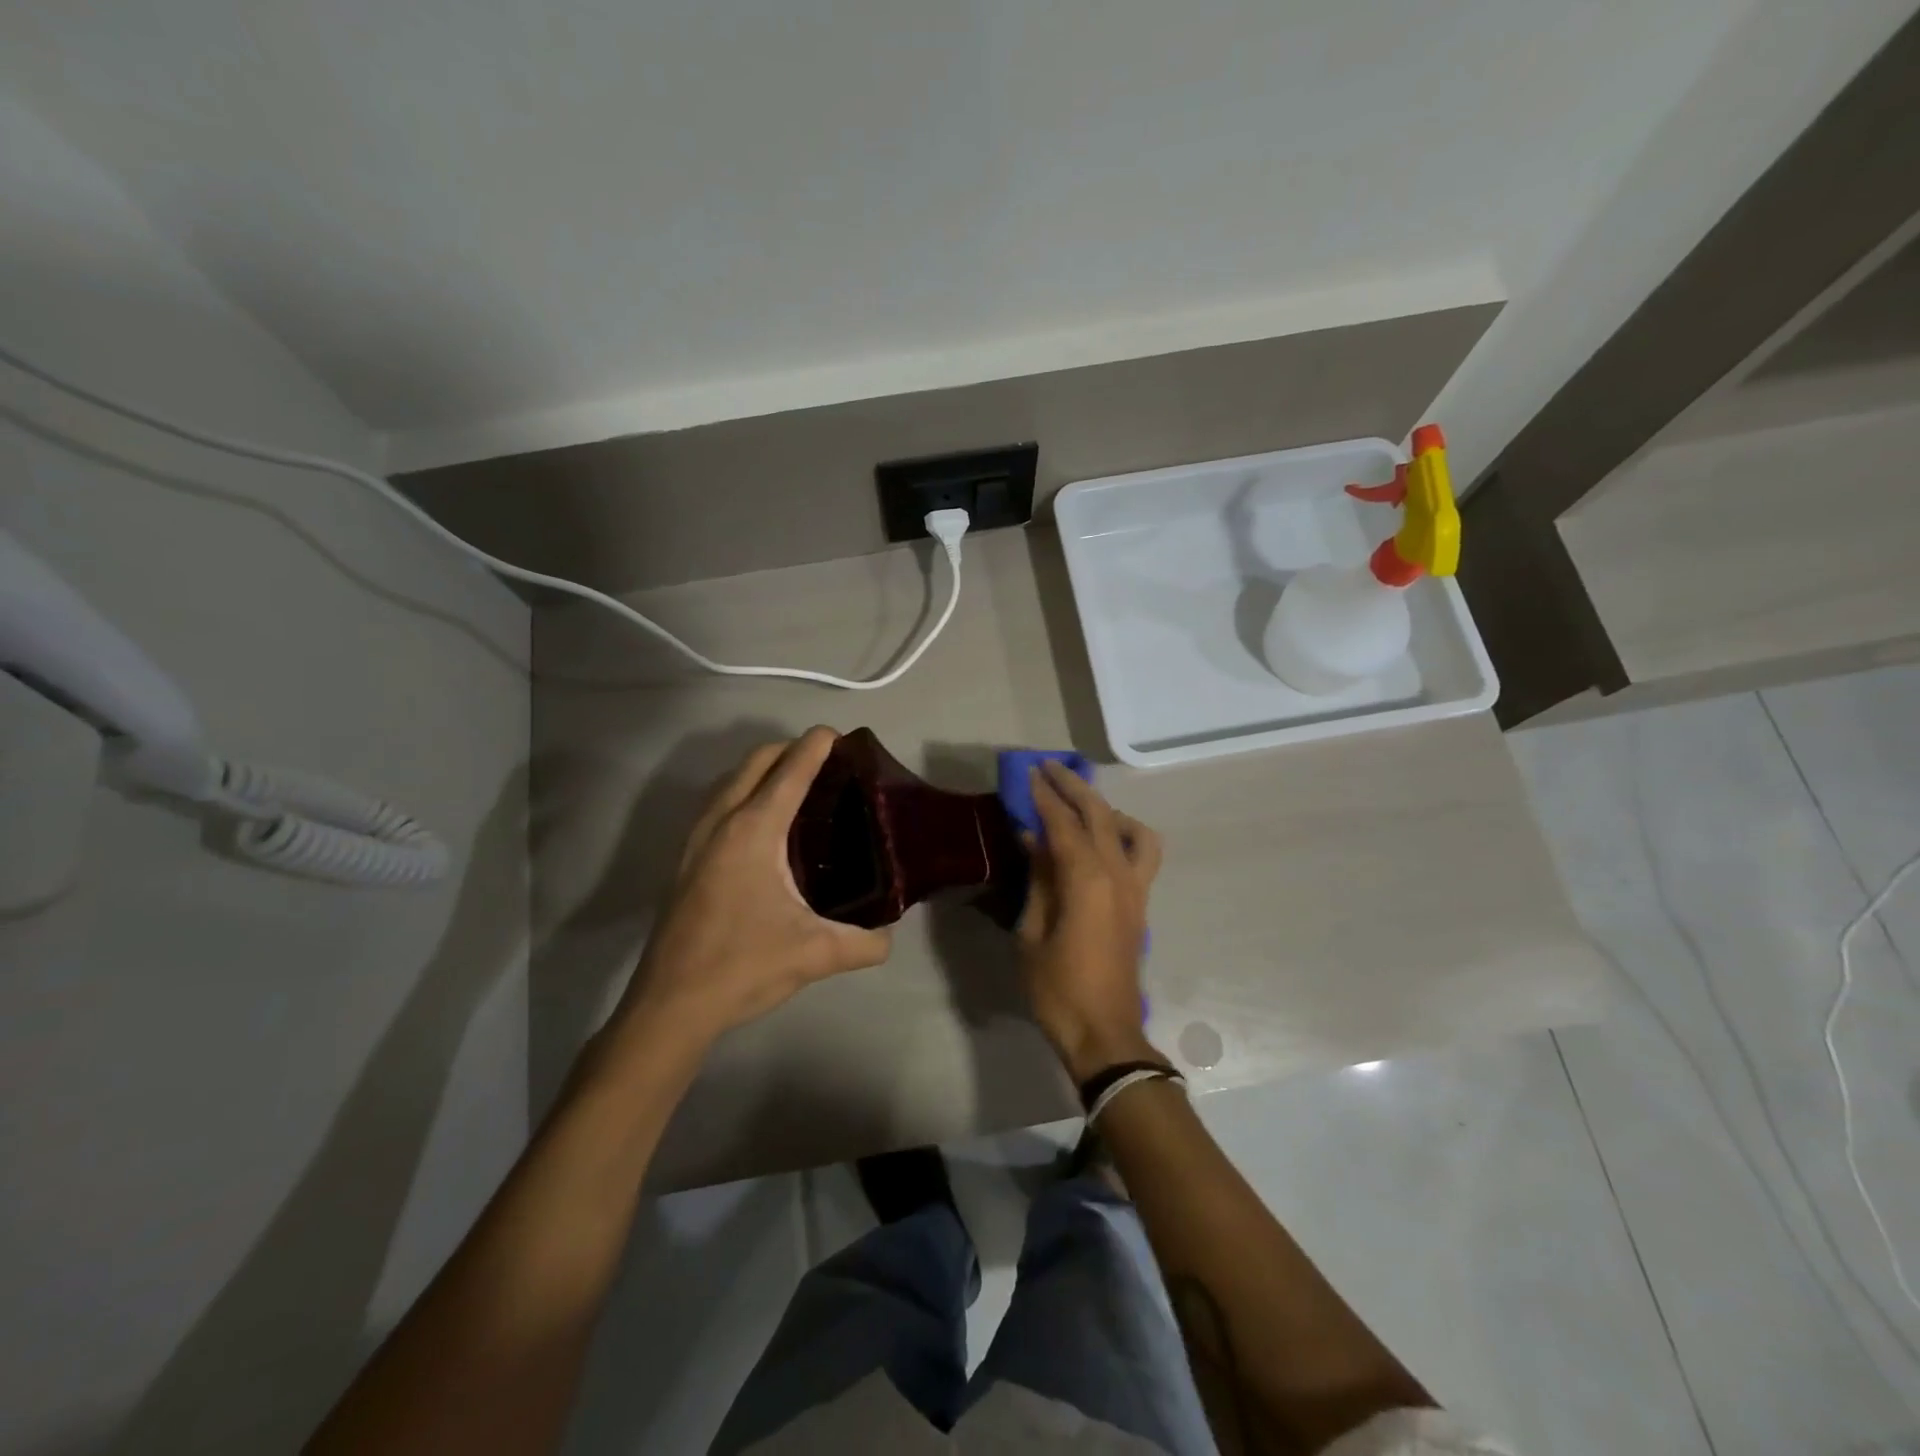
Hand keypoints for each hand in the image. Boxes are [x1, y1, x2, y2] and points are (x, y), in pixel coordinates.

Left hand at [613, 727, 891, 1046]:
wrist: (670, 1004)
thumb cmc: (742, 967)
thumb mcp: (816, 954)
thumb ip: (865, 943)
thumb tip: (889, 935)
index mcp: (753, 831)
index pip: (790, 770)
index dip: (816, 746)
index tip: (840, 737)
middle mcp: (721, 821)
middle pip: (756, 760)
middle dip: (790, 749)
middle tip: (827, 765)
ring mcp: (696, 838)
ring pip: (730, 779)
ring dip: (763, 768)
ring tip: (797, 787)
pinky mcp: (686, 858)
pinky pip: (718, 802)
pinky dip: (743, 791)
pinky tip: (763, 825)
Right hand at [1017, 761, 1163, 1081]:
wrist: (1105, 1034)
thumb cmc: (1058, 989)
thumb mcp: (1031, 934)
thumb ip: (1038, 881)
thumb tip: (1034, 841)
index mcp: (1087, 881)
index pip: (1063, 824)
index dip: (1044, 797)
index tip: (1028, 774)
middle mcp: (1118, 875)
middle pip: (1099, 815)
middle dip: (1074, 787)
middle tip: (1049, 768)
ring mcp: (1136, 889)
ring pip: (1131, 830)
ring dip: (1105, 808)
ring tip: (1080, 805)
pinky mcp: (1140, 903)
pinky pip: (1142, 855)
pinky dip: (1125, 835)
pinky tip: (1101, 843)